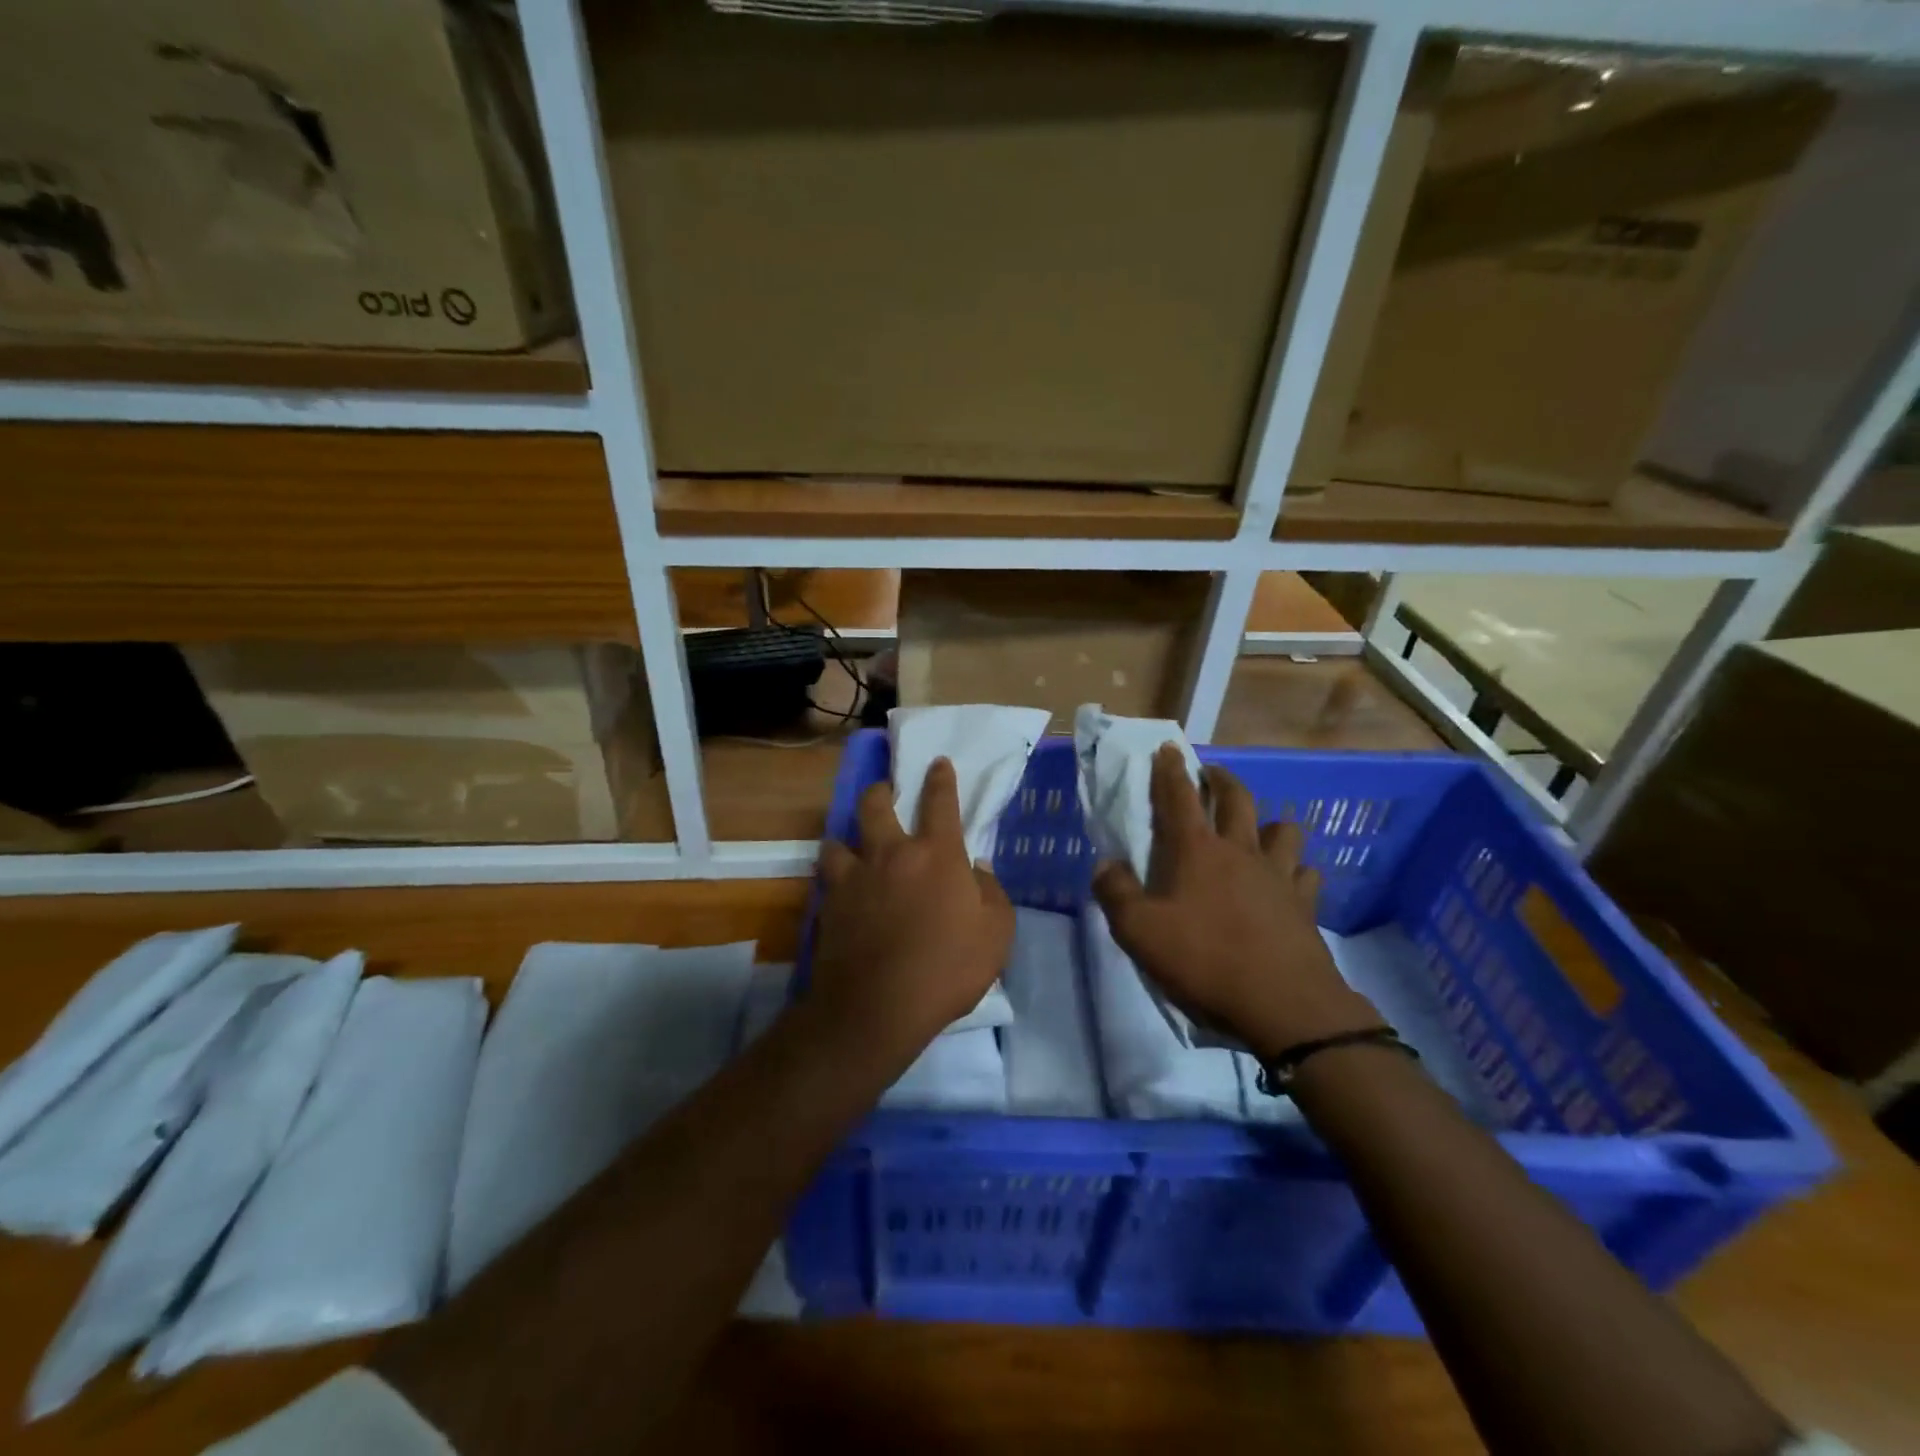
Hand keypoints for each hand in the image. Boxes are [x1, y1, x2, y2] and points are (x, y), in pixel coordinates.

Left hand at [812, 758, 1014, 1066]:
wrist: (877, 1007)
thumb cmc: (947, 968)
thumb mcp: (996, 934)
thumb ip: (991, 894)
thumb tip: (977, 870)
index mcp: (936, 854)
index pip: (940, 802)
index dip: (941, 779)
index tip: (938, 763)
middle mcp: (891, 854)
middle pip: (876, 805)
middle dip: (881, 791)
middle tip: (885, 792)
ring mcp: (854, 877)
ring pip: (839, 838)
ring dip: (847, 835)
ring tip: (852, 844)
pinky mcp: (829, 904)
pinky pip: (826, 876)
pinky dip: (834, 874)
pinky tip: (839, 886)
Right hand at [1092, 745, 1379, 1059]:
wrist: (1283, 1005)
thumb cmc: (1205, 961)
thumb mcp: (1139, 933)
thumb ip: (1115, 894)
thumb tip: (1105, 866)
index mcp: (1196, 851)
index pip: (1179, 796)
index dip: (1170, 770)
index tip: (1167, 749)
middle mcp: (1240, 851)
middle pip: (1236, 798)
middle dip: (1220, 779)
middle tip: (1211, 774)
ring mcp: (1278, 875)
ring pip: (1282, 829)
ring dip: (1268, 822)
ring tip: (1257, 830)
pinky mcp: (1305, 904)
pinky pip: (1306, 873)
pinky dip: (1297, 870)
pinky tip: (1289, 882)